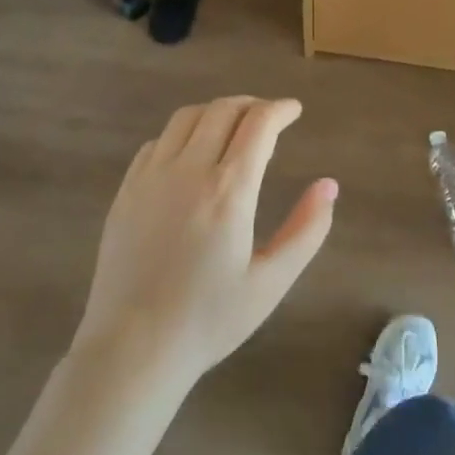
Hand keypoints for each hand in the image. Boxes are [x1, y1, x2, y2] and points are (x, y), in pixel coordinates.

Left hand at [73, 97, 336, 391]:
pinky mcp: (125, 192)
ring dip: (216, 112)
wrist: (133, 349)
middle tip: (269, 117)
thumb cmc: (209, 320)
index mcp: (229, 191)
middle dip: (252, 105)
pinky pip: (157, 143)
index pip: (259, 125)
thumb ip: (307, 230)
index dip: (281, 109)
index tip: (294, 110)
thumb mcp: (271, 282)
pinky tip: (191, 154)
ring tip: (233, 127)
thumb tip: (329, 185)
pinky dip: (182, 134)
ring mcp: (151, 178)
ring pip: (186, 118)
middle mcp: (188, 171)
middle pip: (222, 111)